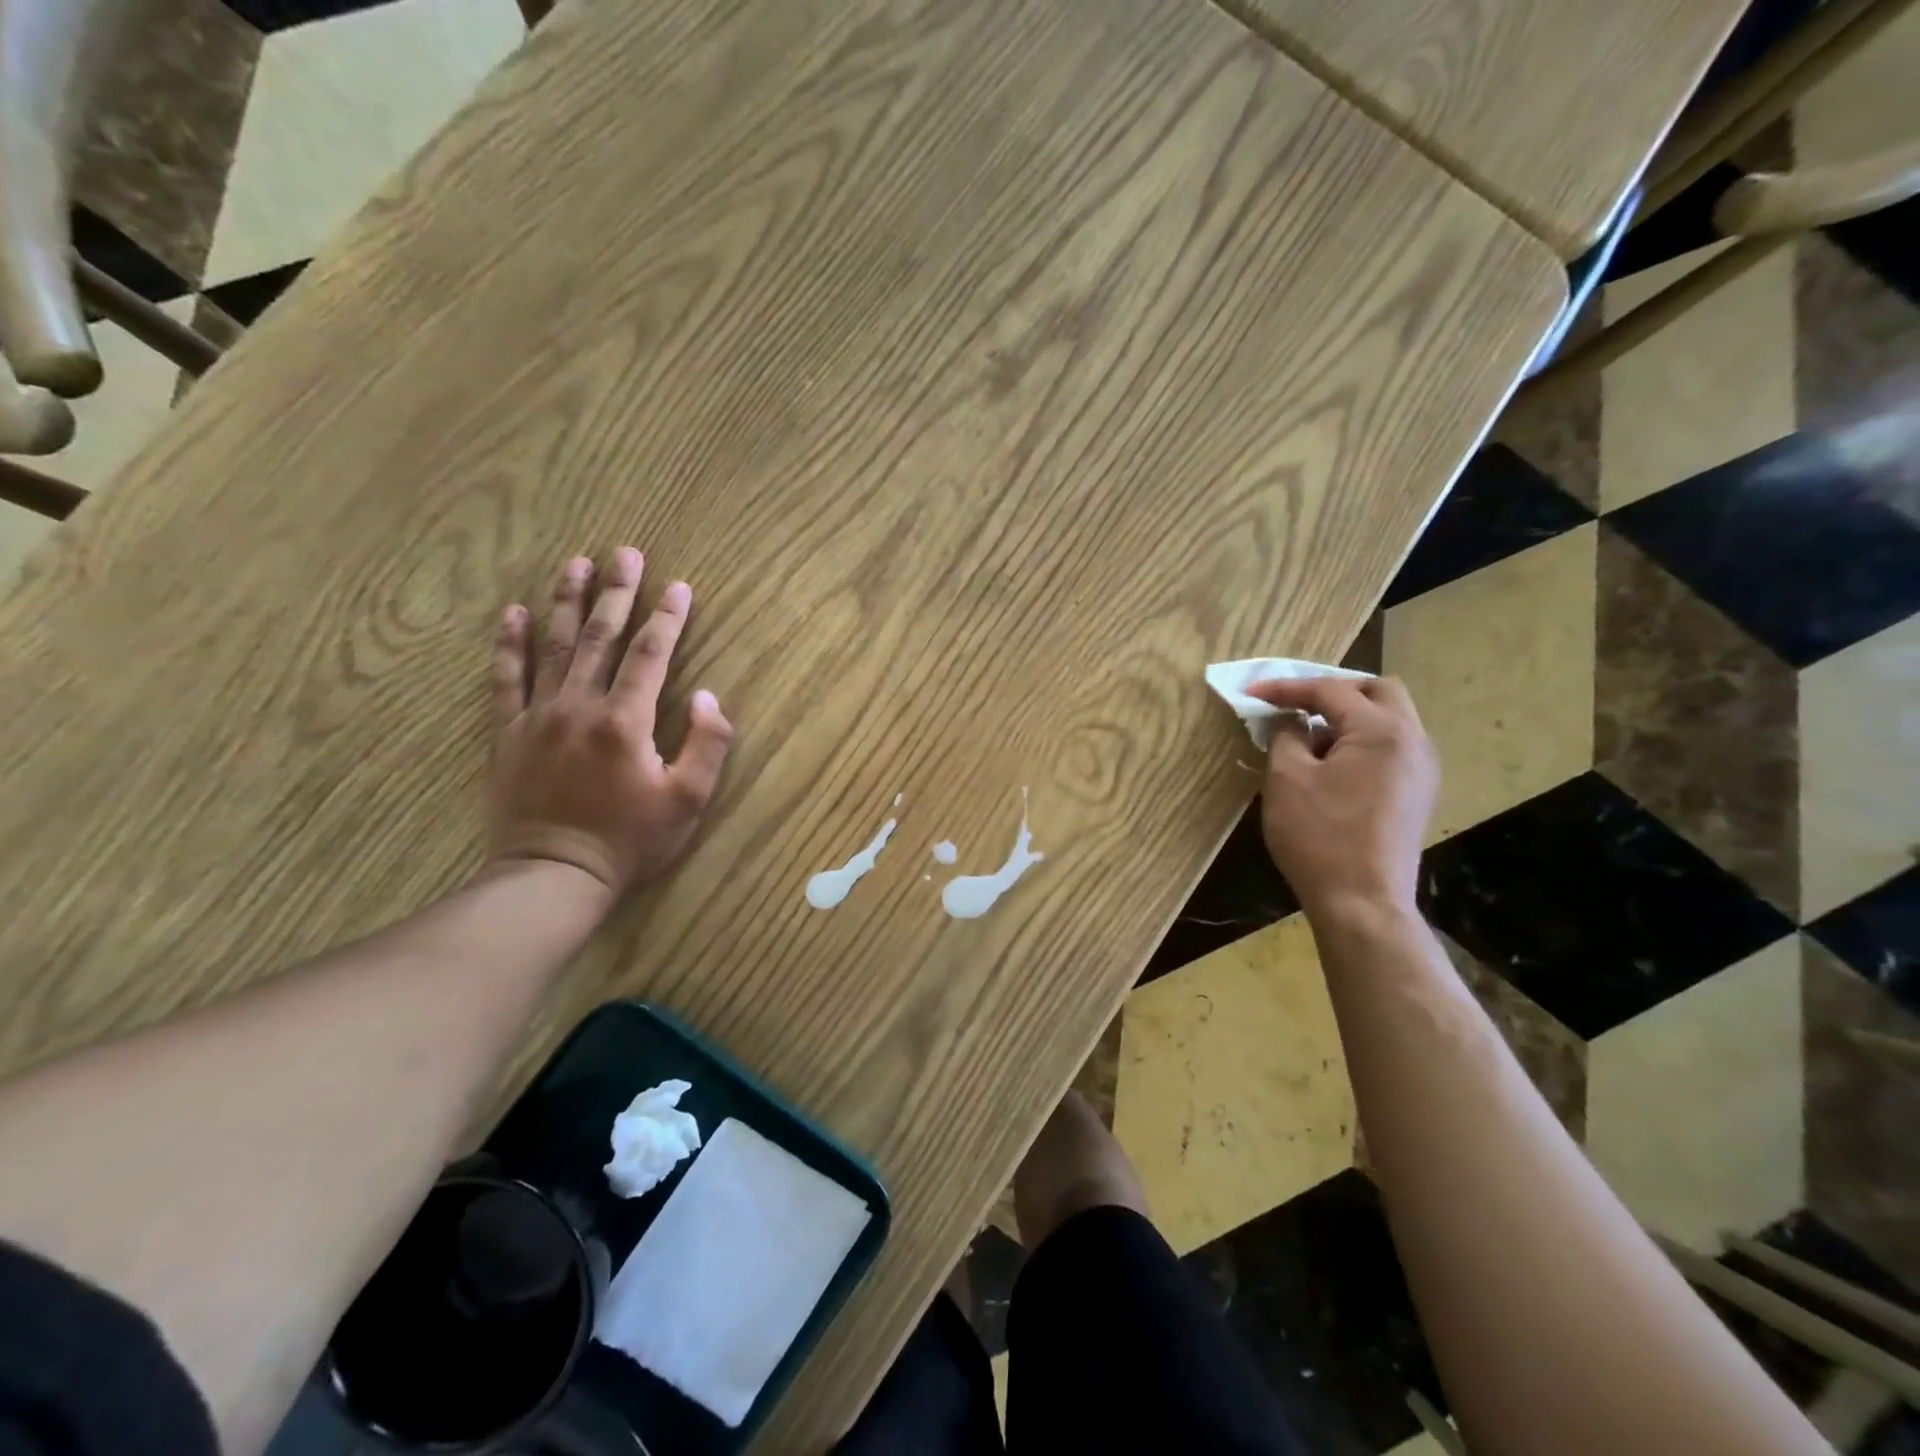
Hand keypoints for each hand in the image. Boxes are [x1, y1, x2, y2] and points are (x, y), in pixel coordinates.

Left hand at [487, 547, 732, 896]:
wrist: (554, 876)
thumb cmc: (630, 841)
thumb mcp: (689, 801)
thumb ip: (706, 744)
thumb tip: (706, 696)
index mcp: (626, 721)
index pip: (650, 655)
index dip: (668, 618)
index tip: (679, 586)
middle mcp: (580, 706)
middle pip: (600, 637)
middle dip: (617, 592)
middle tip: (625, 553)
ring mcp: (538, 717)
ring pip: (553, 646)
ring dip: (565, 601)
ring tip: (574, 563)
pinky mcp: (508, 734)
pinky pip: (505, 679)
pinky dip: (509, 644)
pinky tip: (512, 613)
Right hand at [1246, 676, 1437, 920]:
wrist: (1362, 902)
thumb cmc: (1319, 837)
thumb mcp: (1287, 779)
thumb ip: (1287, 736)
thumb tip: (1291, 721)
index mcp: (1382, 731)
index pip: (1330, 690)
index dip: (1286, 688)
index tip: (1250, 693)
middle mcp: (1413, 741)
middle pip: (1378, 692)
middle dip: (1333, 690)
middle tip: (1296, 704)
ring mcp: (1422, 769)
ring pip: (1389, 719)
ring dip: (1348, 716)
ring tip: (1308, 736)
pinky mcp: (1417, 794)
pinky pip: (1391, 747)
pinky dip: (1360, 741)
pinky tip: (1330, 765)